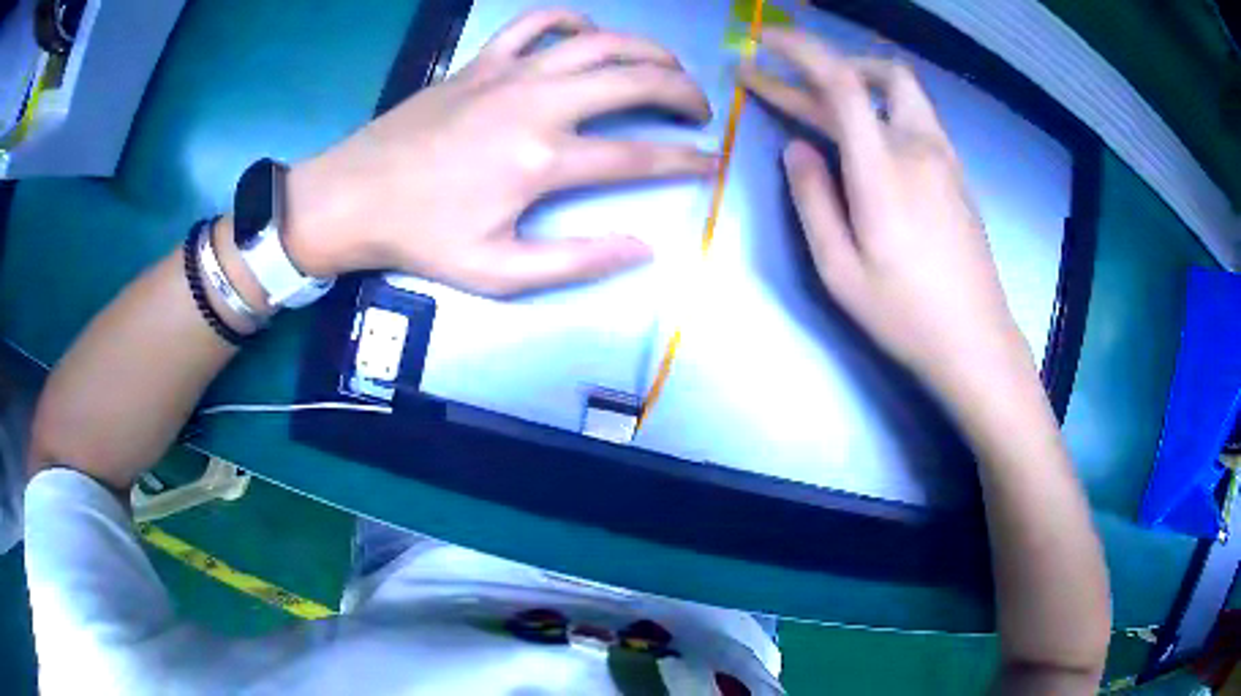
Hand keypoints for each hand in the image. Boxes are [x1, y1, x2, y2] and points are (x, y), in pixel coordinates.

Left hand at [286, 8, 715, 294]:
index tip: (711, 161)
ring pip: (598, 42)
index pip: (638, 155)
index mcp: (543, 160)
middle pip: (633, 81)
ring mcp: (508, 74)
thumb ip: (575, 261)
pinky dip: (570, 20)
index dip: (685, 160)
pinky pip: (535, 22)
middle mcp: (537, 104)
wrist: (352, 196)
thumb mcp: (498, 271)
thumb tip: (642, 249)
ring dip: (644, 50)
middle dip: (682, 92)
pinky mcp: (482, 62)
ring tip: (665, 68)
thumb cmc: (421, 237)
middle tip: (700, 109)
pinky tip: (586, 34)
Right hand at [739, 28, 1032, 395]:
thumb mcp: (839, 270)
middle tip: (783, 80)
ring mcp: (945, 158)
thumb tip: (795, 149)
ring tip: (824, 101)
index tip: (766, 39)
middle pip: (876, 75)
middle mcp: (919, 148)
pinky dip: (883, 106)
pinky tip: (867, 134)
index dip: (801, 50)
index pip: (841, 81)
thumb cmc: (905, 315)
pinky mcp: (957, 174)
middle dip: (824, 64)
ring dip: (860, 81)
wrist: (976, 342)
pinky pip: (917, 117)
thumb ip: (812, 200)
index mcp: (884, 168)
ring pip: (903, 92)